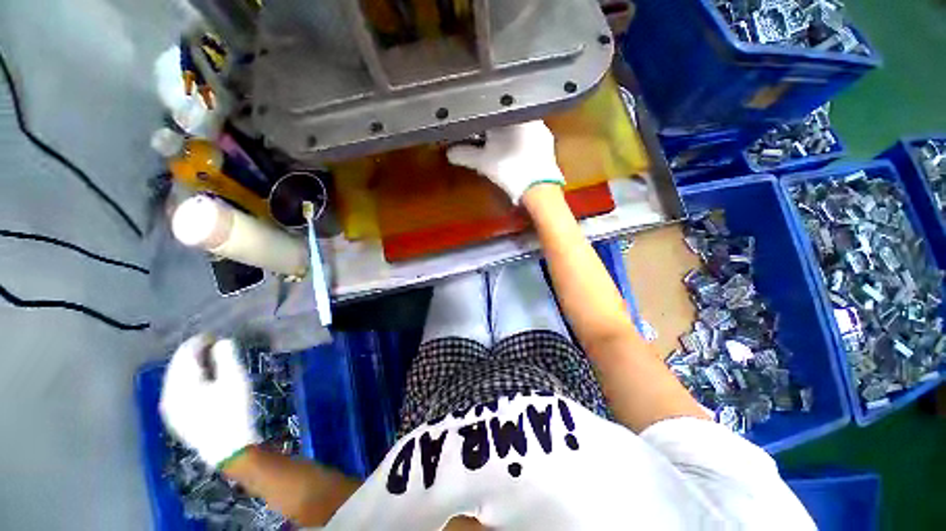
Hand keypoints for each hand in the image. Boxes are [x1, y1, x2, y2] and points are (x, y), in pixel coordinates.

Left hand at [160, 335, 259, 467]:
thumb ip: (226, 357)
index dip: (199, 341)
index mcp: (181, 383)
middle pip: (177, 365)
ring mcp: (170, 408)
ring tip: (208, 362)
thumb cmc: (233, 411)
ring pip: (175, 379)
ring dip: (190, 367)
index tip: (215, 335)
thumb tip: (221, 342)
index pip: (185, 353)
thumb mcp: (235, 380)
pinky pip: (177, 391)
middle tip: (213, 346)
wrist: (228, 449)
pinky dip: (188, 381)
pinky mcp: (176, 418)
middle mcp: (168, 393)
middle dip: (193, 353)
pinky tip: (200, 383)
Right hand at [447, 121, 564, 203]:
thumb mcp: (483, 162)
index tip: (477, 129)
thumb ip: (465, 155)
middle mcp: (531, 117)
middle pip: (508, 120)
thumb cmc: (510, 170)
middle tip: (485, 142)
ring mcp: (542, 131)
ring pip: (520, 130)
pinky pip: (531, 139)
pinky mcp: (548, 145)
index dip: (484, 120)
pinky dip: (520, 145)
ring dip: (508, 138)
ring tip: (499, 151)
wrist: (539, 188)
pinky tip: (515, 157)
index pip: (495, 111)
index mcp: (514, 115)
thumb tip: (449, 153)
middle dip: (495, 130)